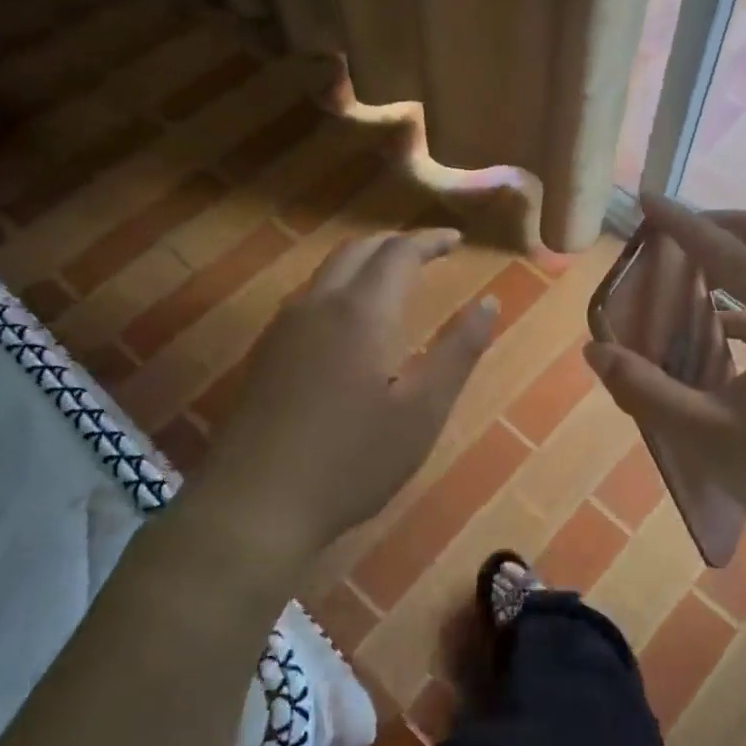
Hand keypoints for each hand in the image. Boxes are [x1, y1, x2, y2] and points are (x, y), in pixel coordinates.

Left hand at [198, 228, 496, 550]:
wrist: (256, 504)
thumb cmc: (353, 459)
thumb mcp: (423, 411)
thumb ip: (459, 351)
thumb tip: (490, 302)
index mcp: (362, 312)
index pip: (399, 252)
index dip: (430, 241)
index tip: (457, 240)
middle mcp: (319, 304)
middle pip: (358, 251)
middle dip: (396, 243)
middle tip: (430, 251)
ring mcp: (284, 327)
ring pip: (328, 271)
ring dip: (365, 261)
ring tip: (395, 276)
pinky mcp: (266, 353)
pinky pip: (309, 297)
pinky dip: (341, 285)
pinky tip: (350, 319)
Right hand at [583, 197, 745, 554]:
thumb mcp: (709, 436)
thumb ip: (647, 390)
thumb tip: (596, 350)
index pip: (729, 252)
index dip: (682, 224)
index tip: (645, 199)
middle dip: (714, 226)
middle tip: (666, 234)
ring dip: (733, 254)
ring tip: (683, 266)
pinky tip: (715, 319)